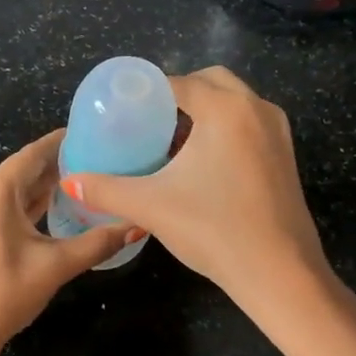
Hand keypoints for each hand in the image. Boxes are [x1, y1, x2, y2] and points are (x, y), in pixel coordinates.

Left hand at [0, 131, 132, 355]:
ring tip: (82, 184)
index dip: (62, 143)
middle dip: (57, 168)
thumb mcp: (54, 267)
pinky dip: (24, 206)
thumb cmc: (3, 295)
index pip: (33, 154)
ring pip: (10, 191)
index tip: (92, 135)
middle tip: (98, 163)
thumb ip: (96, 242)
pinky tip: (51, 210)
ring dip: (41, 189)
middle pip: (21, 171)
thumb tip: (136, 226)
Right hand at [61, 67, 327, 312]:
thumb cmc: (213, 229)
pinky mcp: (286, 156)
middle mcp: (257, 109)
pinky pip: (248, 125)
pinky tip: (200, 164)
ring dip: (203, 113)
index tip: (122, 109)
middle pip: (211, 82)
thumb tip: (70, 181)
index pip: (179, 82)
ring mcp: (277, 132)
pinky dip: (223, 130)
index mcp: (226, 109)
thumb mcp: (150, 206)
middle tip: (147, 122)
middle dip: (178, 95)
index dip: (147, 92)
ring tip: (169, 142)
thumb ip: (105, 189)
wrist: (279, 273)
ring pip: (234, 104)